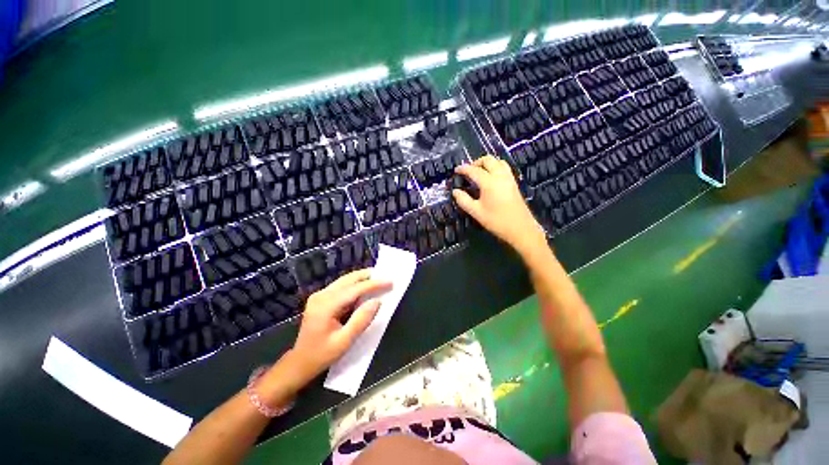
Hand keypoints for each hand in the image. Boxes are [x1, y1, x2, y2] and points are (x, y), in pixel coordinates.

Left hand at [291, 269, 390, 379]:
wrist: (299, 362)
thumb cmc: (322, 355)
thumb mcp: (344, 342)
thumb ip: (361, 320)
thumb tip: (377, 301)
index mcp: (326, 305)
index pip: (354, 289)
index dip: (373, 284)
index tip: (390, 281)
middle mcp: (321, 295)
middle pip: (348, 279)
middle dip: (368, 276)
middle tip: (385, 275)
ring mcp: (319, 295)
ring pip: (345, 280)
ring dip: (362, 278)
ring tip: (378, 279)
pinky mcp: (321, 298)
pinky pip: (341, 286)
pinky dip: (355, 285)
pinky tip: (364, 287)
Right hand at [453, 155, 546, 255]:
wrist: (520, 228)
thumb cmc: (496, 221)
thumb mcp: (476, 212)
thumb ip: (463, 200)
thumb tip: (455, 191)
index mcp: (489, 182)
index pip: (474, 170)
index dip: (463, 169)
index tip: (456, 170)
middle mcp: (500, 176)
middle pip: (488, 160)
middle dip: (476, 162)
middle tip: (468, 171)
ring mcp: (509, 178)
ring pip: (498, 161)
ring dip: (487, 163)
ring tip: (479, 173)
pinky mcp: (514, 183)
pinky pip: (504, 167)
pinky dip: (495, 167)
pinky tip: (490, 178)